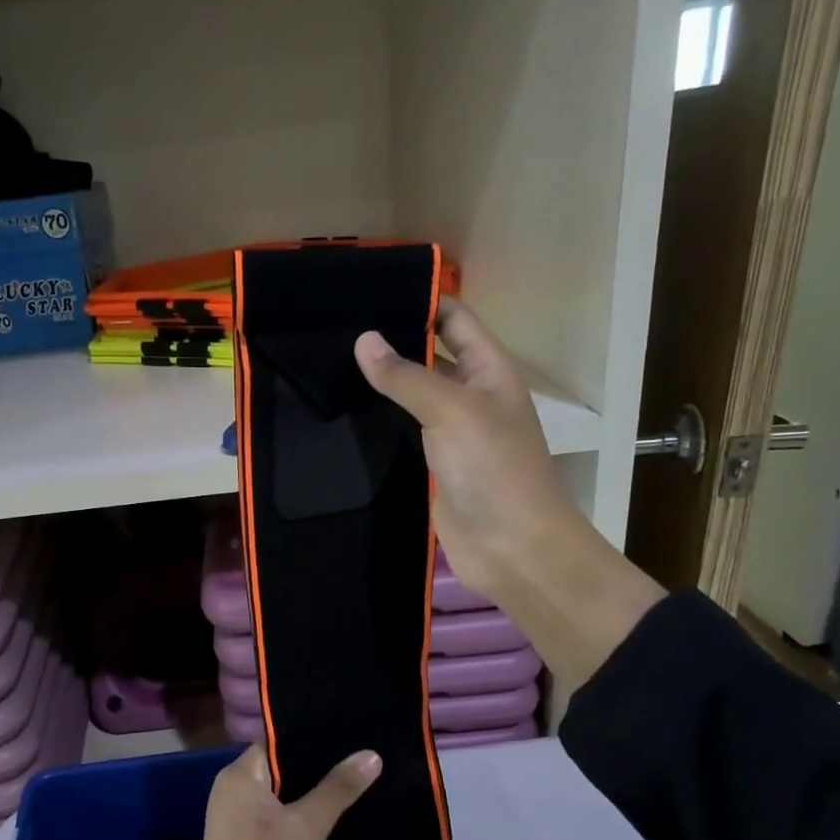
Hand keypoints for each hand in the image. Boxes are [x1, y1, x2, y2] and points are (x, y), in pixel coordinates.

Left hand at [141, 745, 379, 839]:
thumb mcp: (306, 828)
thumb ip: (338, 789)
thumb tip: (371, 754)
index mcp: (238, 778)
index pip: (276, 740)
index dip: (312, 734)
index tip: (351, 729)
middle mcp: (234, 794)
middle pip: (283, 768)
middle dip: (321, 766)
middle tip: (366, 755)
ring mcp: (241, 825)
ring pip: (286, 798)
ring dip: (317, 796)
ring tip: (363, 781)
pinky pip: (284, 823)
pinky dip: (308, 821)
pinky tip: (344, 819)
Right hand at [353, 301, 576, 601]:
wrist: (512, 548)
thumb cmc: (494, 469)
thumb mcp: (453, 411)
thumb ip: (407, 376)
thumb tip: (364, 340)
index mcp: (490, 370)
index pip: (455, 319)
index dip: (421, 299)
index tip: (369, 291)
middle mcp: (471, 396)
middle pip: (430, 356)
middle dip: (392, 340)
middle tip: (334, 327)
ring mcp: (450, 434)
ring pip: (411, 398)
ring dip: (380, 384)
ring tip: (327, 363)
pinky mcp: (431, 467)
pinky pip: (402, 436)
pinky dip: (377, 424)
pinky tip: (341, 414)